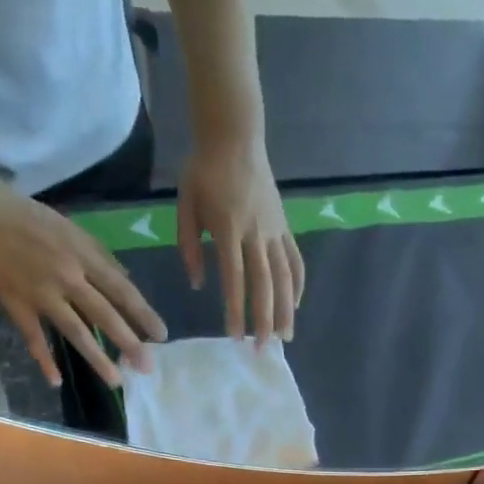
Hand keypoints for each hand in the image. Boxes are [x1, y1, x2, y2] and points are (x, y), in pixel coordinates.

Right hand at [0, 172, 165, 387]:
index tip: (161, 335)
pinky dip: (44, 359)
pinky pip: (33, 337)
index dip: (143, 314)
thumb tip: (126, 277)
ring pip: (75, 331)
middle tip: (147, 367)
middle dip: (129, 343)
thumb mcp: (69, 227)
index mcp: (82, 255)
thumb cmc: (24, 216)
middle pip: (104, 315)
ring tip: (116, 380)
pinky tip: (56, 380)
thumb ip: (98, 254)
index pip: (121, 289)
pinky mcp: (15, 303)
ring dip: (97, 358)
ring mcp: (40, 292)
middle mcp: (67, 276)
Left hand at [176, 137, 303, 341]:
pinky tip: (296, 305)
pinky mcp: (285, 226)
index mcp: (228, 229)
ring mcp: (274, 231)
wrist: (235, 134)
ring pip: (285, 277)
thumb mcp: (185, 204)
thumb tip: (198, 284)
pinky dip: (298, 285)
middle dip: (265, 320)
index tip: (235, 336)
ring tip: (286, 336)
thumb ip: (189, 246)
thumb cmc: (204, 170)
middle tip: (264, 349)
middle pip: (265, 285)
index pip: (234, 279)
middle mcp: (256, 234)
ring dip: (287, 310)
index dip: (236, 310)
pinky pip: (295, 260)